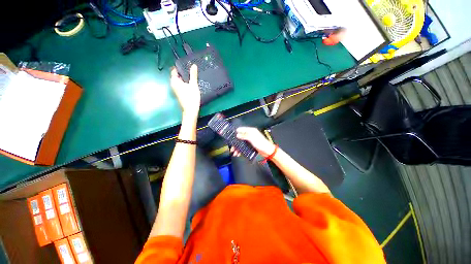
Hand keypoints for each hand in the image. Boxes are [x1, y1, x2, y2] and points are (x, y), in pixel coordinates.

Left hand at [170, 65, 200, 117]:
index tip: (186, 65)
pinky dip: (185, 84)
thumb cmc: (191, 97)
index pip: (174, 70)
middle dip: (183, 73)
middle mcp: (173, 85)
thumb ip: (193, 74)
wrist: (191, 110)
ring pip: (179, 81)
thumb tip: (193, 65)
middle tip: (191, 70)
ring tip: (192, 76)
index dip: (179, 67)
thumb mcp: (193, 84)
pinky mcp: (179, 94)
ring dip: (185, 79)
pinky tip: (191, 84)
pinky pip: (181, 86)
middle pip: (177, 76)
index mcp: (174, 81)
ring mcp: (176, 90)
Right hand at [230, 127, 275, 157]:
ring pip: (241, 143)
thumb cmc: (262, 144)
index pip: (241, 129)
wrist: (268, 151)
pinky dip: (240, 150)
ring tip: (234, 152)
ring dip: (237, 147)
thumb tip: (237, 135)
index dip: (236, 132)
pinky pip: (243, 147)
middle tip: (232, 147)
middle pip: (240, 137)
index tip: (231, 135)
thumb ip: (245, 136)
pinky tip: (238, 153)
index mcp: (251, 131)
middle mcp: (250, 135)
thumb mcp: (252, 139)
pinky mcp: (250, 145)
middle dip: (235, 142)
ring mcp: (250, 140)